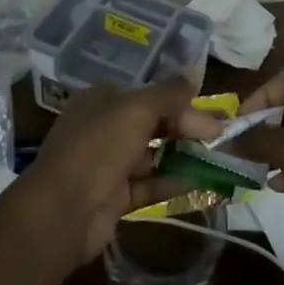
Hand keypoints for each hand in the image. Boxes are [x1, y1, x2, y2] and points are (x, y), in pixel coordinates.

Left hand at [18, 78, 224, 268]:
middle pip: (153, 123)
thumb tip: (194, 73)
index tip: (211, 112)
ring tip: (217, 157)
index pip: (148, 94)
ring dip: (183, 155)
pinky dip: (173, 182)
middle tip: (220, 135)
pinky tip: (200, 182)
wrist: (63, 210)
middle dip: (186, 127)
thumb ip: (169, 93)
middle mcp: (104, 128)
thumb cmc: (99, 147)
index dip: (180, 101)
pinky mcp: (115, 196)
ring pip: (153, 154)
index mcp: (102, 100)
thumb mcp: (137, 109)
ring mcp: (108, 164)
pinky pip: (149, 184)